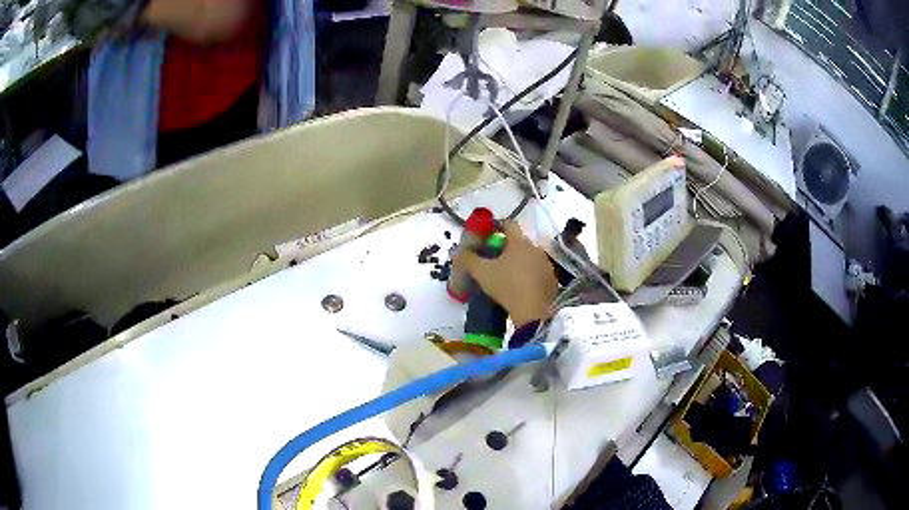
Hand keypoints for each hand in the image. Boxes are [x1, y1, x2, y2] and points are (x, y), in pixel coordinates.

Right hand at [453, 221, 558, 327]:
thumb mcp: (482, 273)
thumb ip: (468, 260)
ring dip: (519, 262)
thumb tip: (457, 252)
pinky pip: (538, 272)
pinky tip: (521, 287)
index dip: (497, 226)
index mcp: (519, 243)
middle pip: (519, 242)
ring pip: (530, 257)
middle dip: (507, 247)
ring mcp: (546, 264)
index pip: (509, 224)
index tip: (487, 233)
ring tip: (508, 275)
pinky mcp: (552, 280)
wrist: (533, 312)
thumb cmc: (507, 286)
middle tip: (494, 258)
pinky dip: (529, 275)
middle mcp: (535, 249)